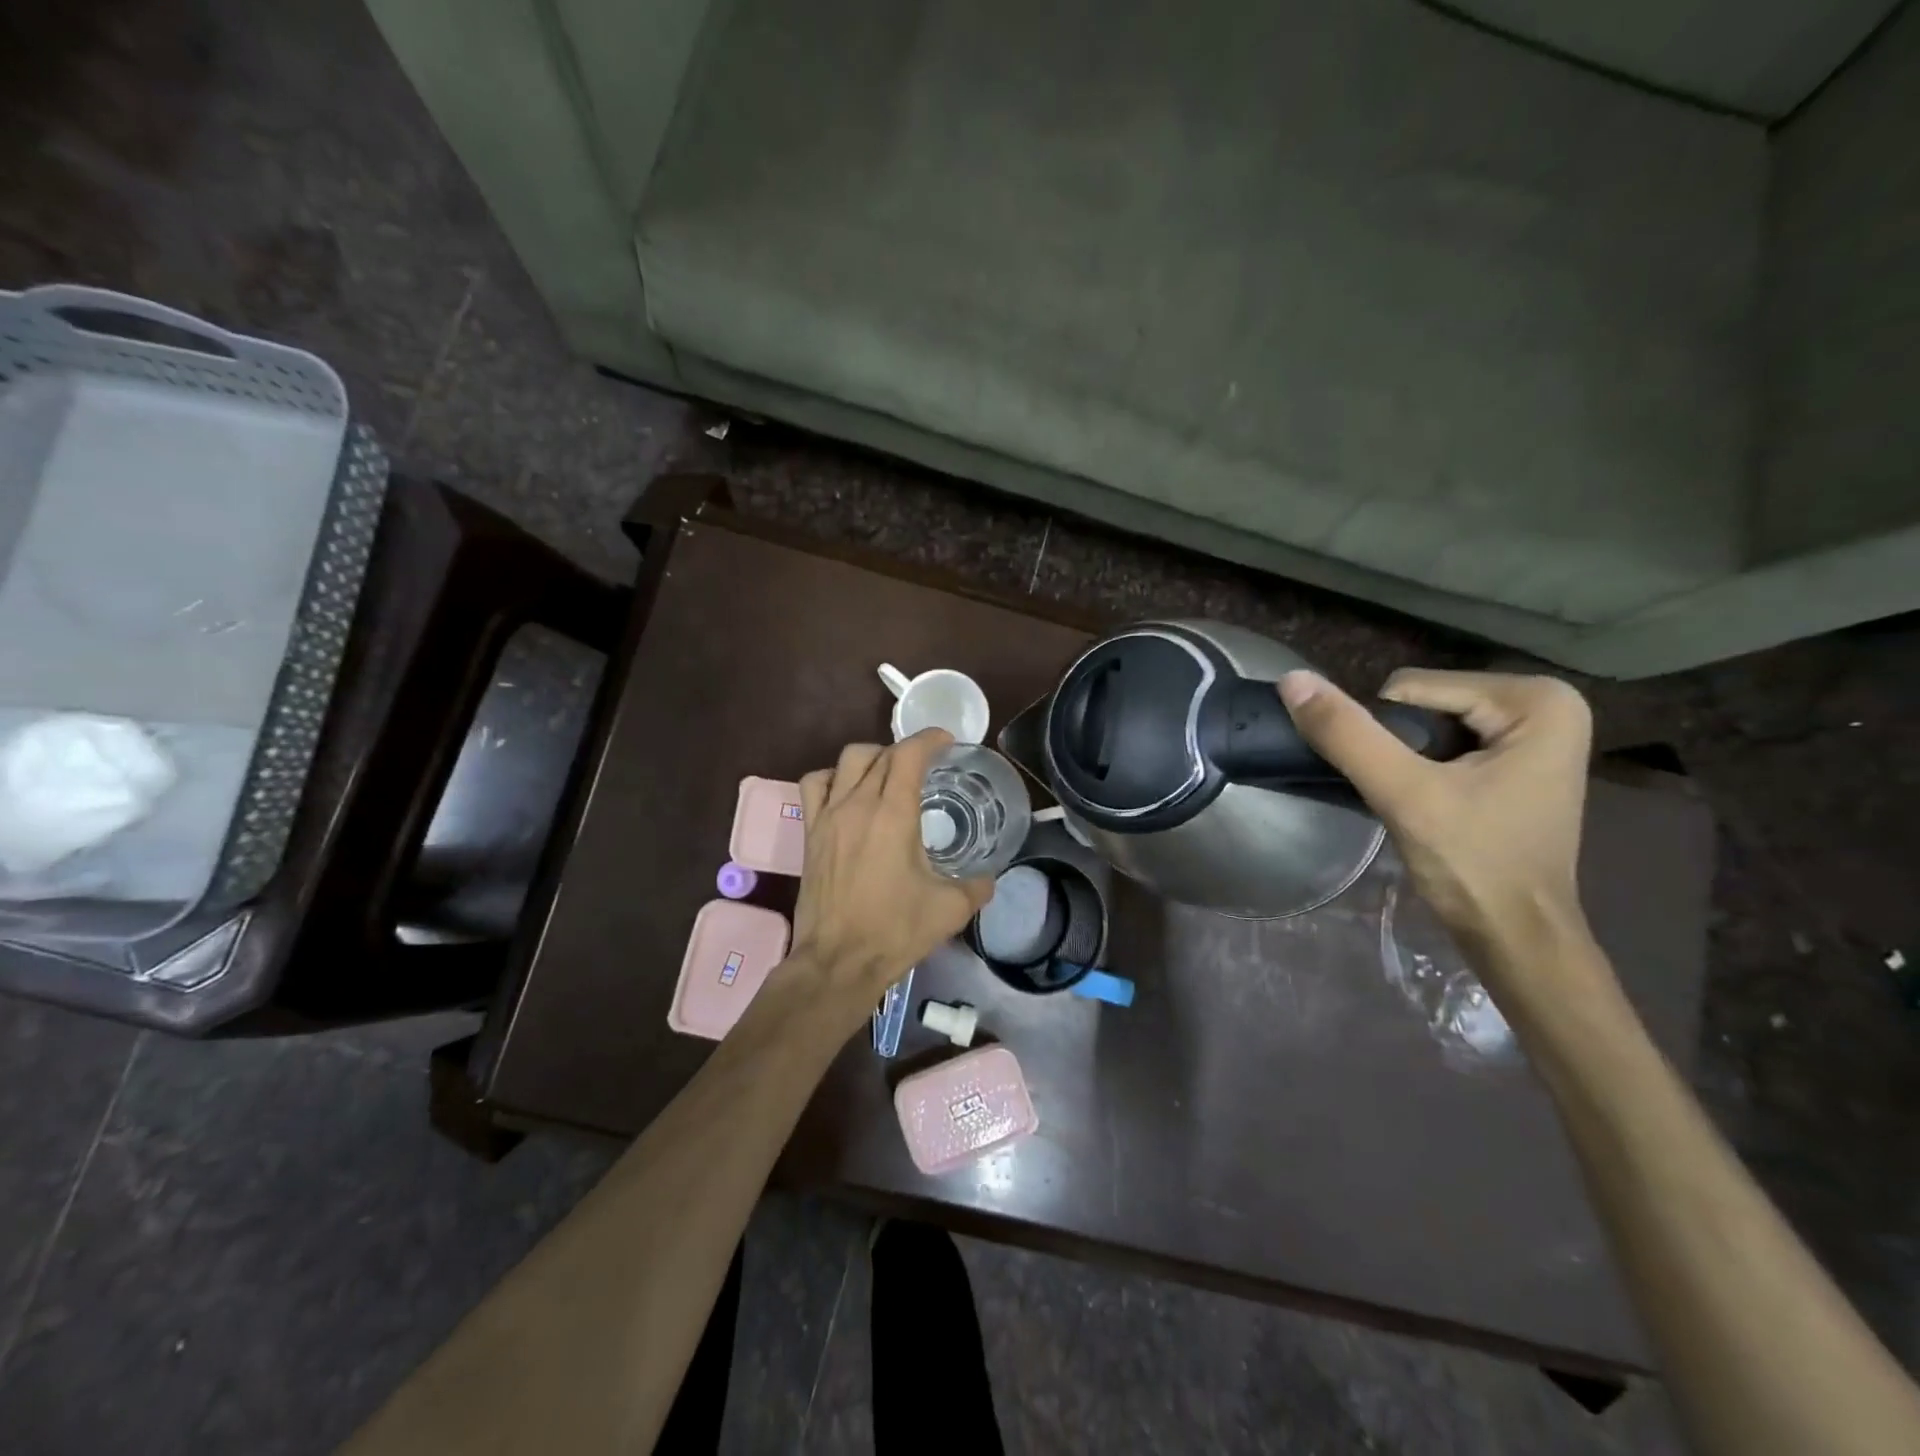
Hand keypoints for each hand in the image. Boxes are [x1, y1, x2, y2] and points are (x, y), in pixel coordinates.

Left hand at [785, 729, 993, 1022]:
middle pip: (879, 753)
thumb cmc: (895, 931)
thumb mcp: (950, 909)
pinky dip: (832, 777)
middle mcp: (858, 804)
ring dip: (871, 758)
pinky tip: (847, 792)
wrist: (837, 961)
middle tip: (925, 765)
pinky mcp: (810, 833)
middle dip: (906, 750)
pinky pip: (814, 785)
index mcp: (893, 814)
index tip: (947, 741)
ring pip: (846, 761)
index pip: (909, 755)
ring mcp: (828, 816)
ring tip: (886, 774)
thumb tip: (990, 878)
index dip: (929, 739)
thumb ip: (977, 886)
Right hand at [1279, 669, 1595, 971]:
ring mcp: (1536, 733)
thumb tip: (1291, 679)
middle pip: (1422, 702)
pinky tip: (1432, 803)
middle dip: (1400, 746)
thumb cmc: (1474, 864)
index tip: (1404, 785)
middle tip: (1411, 796)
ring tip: (1419, 802)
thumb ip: (1347, 734)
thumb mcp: (1404, 794)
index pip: (1409, 689)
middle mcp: (1546, 703)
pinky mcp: (1519, 760)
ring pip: (1428, 722)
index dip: (1386, 736)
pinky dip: (1424, 768)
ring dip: (1407, 759)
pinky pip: (1446, 742)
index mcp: (1536, 699)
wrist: (1517, 938)